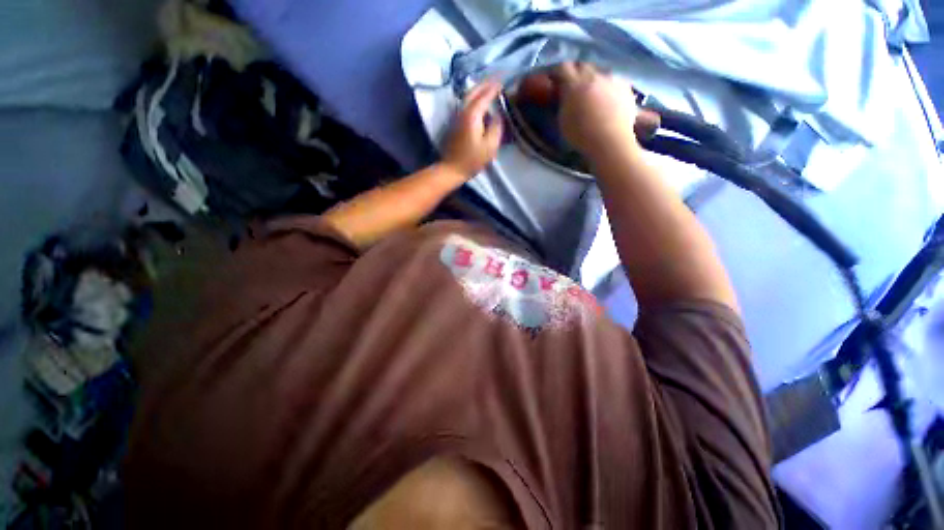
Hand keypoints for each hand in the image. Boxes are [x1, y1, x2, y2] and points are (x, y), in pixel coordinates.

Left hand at [442, 81, 503, 177]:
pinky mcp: (454, 123)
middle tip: (497, 79)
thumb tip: (498, 115)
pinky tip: (479, 102)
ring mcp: (457, 116)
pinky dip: (473, 98)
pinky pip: (465, 104)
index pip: (485, 95)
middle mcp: (463, 110)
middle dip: (485, 83)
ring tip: (489, 87)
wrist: (451, 168)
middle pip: (474, 91)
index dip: (495, 87)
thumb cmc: (472, 159)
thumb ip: (496, 127)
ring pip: (468, 96)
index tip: (504, 80)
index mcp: (472, 114)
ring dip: (479, 89)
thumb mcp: (490, 146)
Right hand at [542, 63, 640, 156]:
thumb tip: (565, 95)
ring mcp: (612, 79)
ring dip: (594, 79)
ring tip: (593, 93)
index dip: (558, 72)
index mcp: (574, 84)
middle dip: (576, 72)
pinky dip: (609, 87)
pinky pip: (614, 81)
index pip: (563, 67)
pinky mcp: (626, 86)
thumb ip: (563, 103)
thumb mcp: (563, 121)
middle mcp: (594, 76)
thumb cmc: (581, 135)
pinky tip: (608, 100)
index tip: (555, 80)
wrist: (610, 141)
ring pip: (600, 72)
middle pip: (583, 65)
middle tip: (573, 85)